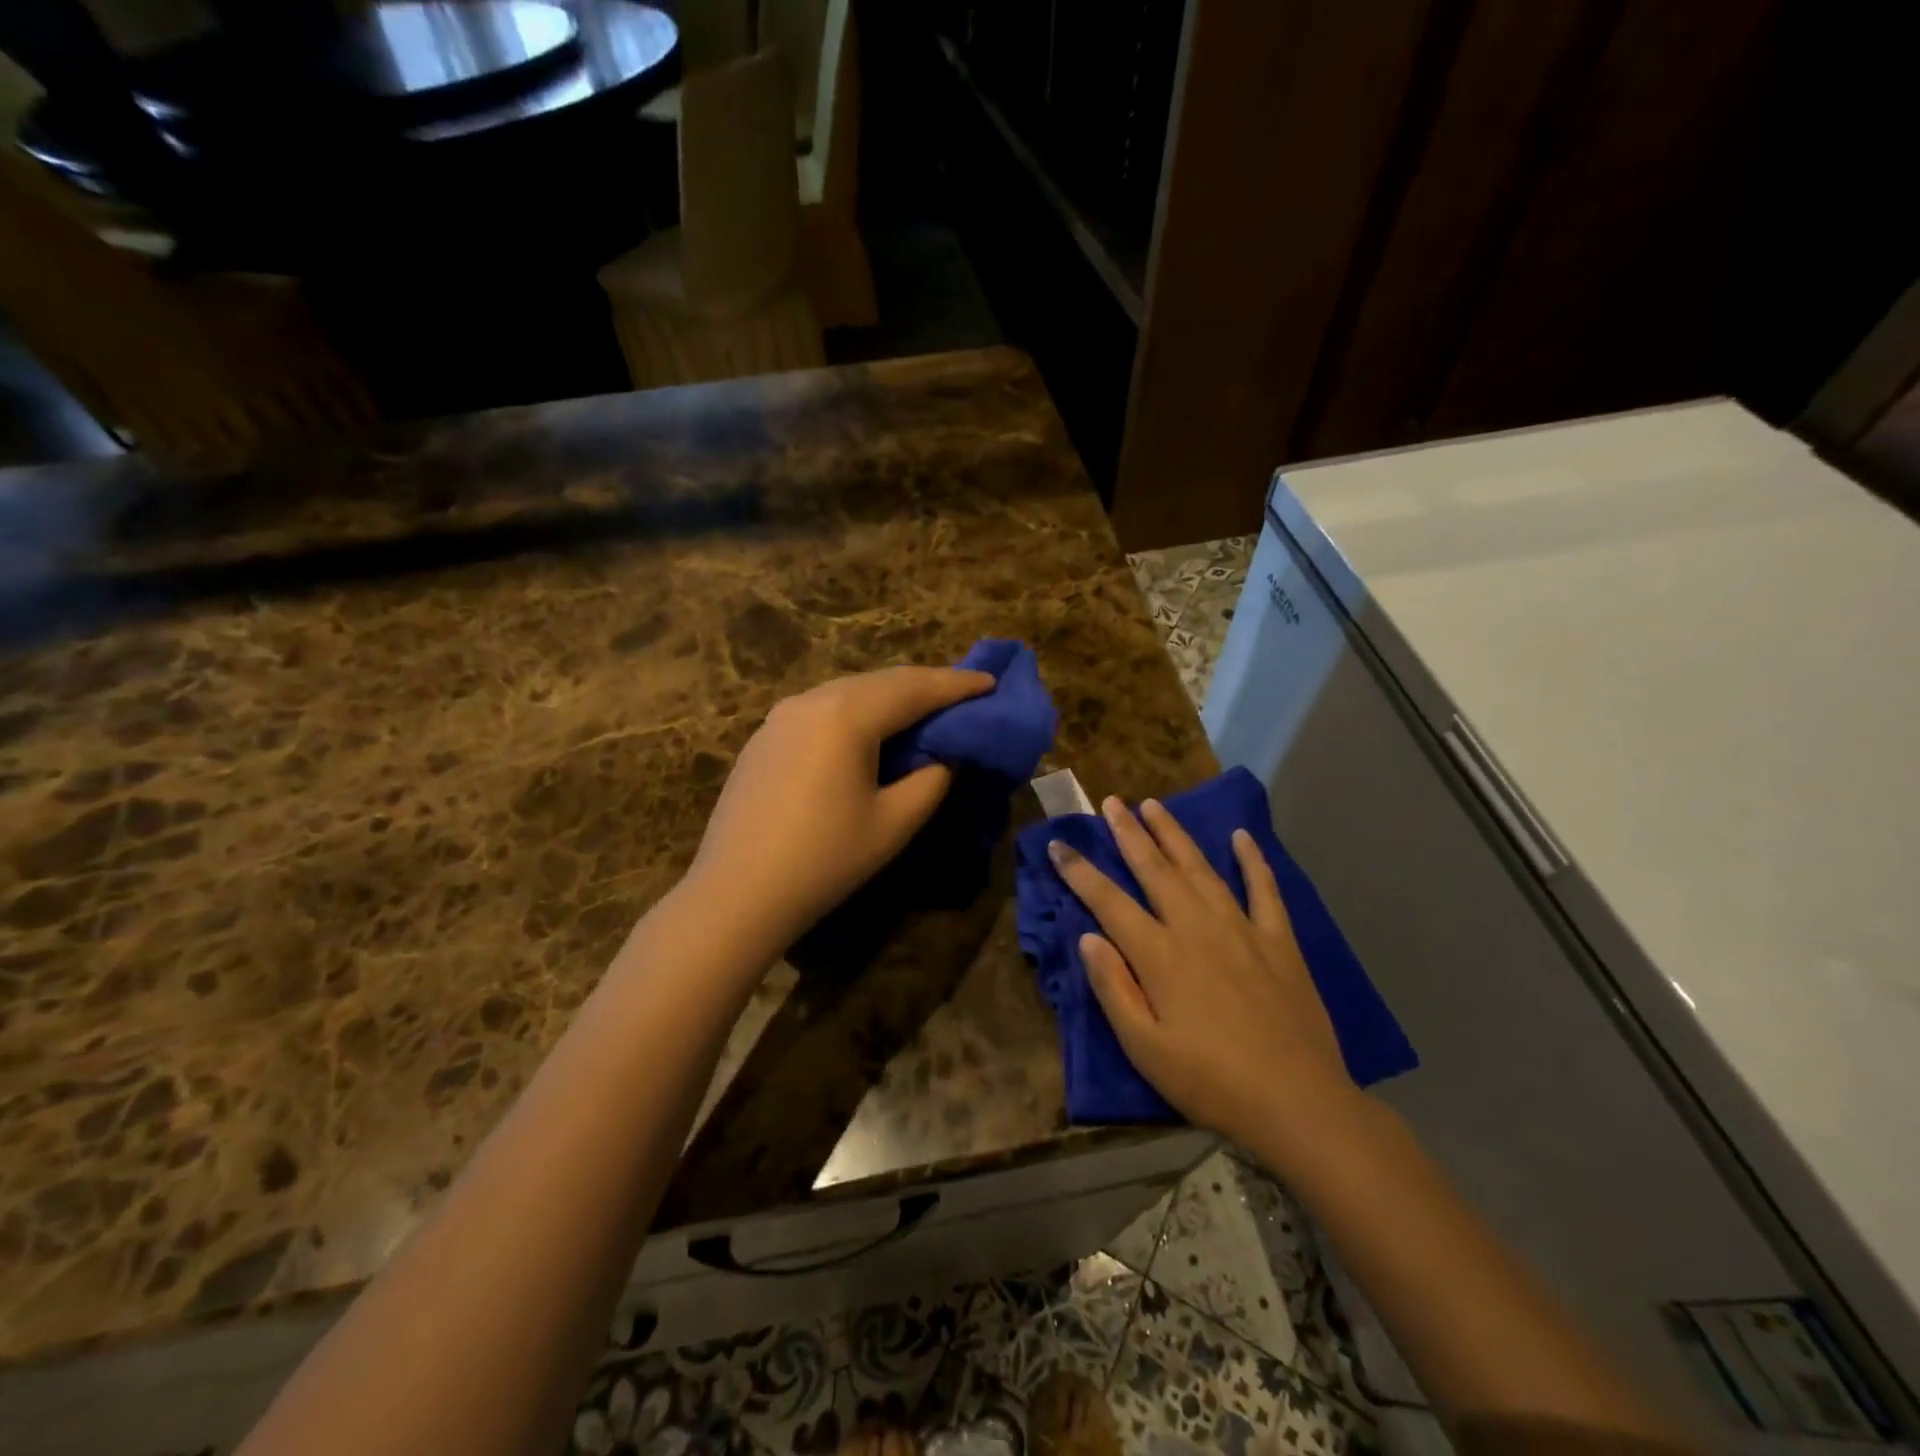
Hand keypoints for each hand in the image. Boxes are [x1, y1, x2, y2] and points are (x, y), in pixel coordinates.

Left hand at [689, 666, 994, 950]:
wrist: (736, 894)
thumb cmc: (824, 860)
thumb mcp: (893, 823)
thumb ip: (931, 779)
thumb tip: (943, 755)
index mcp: (846, 715)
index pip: (914, 688)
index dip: (957, 685)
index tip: (990, 682)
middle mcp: (812, 700)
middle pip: (881, 682)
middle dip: (925, 685)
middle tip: (962, 694)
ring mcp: (781, 716)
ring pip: (849, 692)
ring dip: (890, 697)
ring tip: (922, 711)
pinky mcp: (765, 737)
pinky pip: (823, 710)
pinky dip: (857, 712)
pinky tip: (868, 733)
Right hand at [1049, 797, 1359, 1154]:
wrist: (1298, 1103)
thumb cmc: (1211, 1082)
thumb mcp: (1145, 1048)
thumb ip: (1113, 988)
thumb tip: (1087, 937)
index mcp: (1159, 955)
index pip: (1108, 901)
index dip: (1079, 871)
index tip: (1058, 843)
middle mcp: (1197, 928)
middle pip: (1154, 870)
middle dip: (1128, 833)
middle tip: (1111, 801)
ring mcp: (1242, 929)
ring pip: (1200, 869)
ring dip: (1174, 835)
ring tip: (1155, 805)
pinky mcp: (1280, 941)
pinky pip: (1264, 889)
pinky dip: (1252, 860)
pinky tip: (1241, 836)